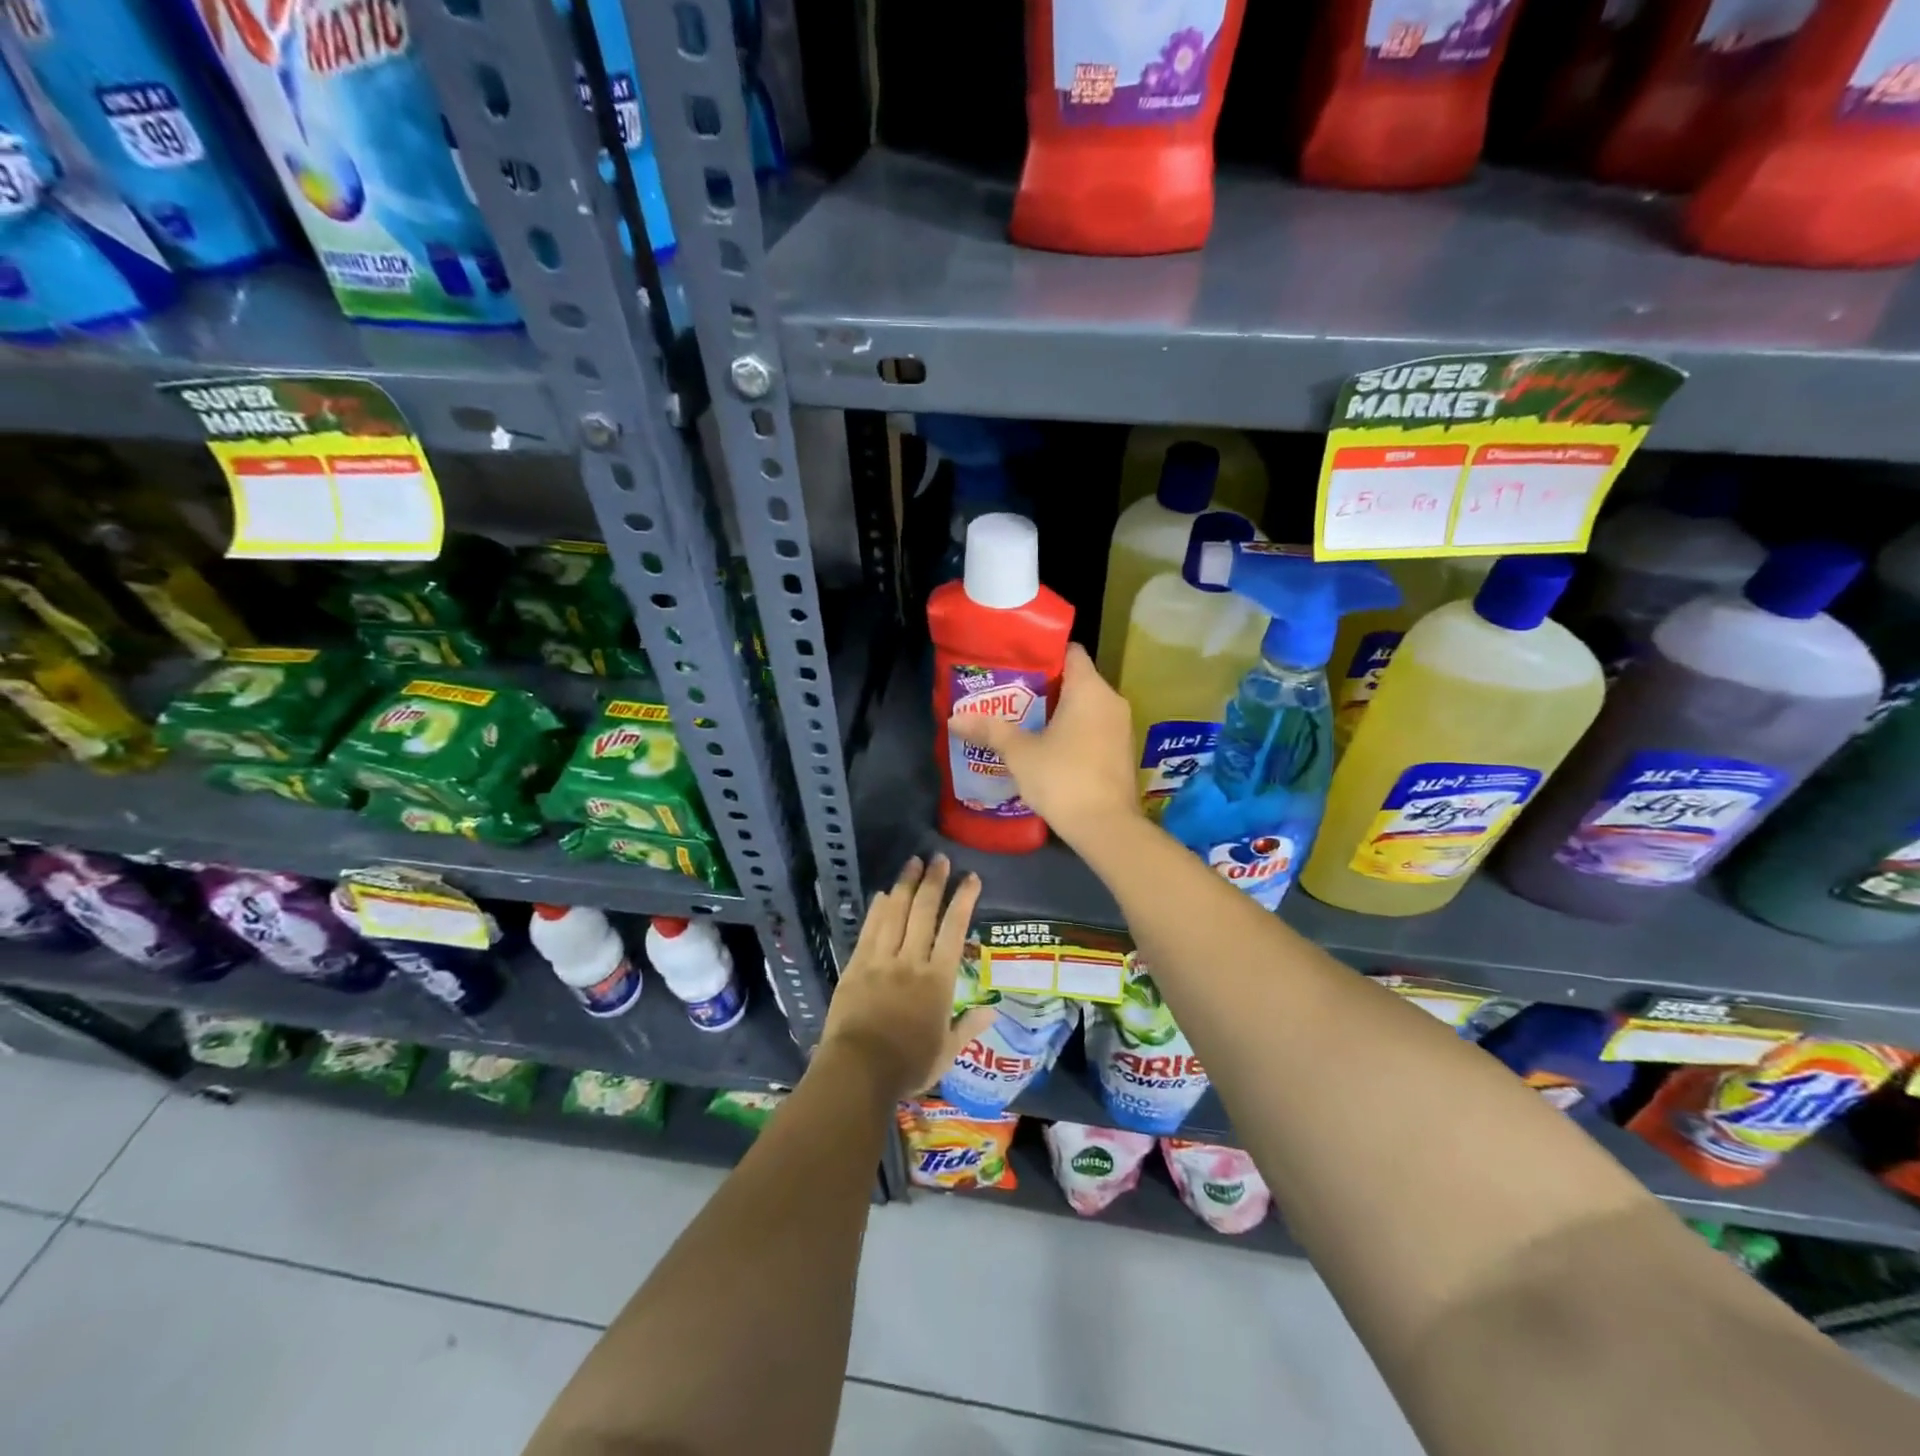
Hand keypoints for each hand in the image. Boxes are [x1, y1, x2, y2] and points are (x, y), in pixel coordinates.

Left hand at [819, 855, 995, 1103]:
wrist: (857, 1071)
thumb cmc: (908, 1065)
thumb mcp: (946, 1052)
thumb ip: (968, 1027)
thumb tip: (992, 1011)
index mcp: (937, 980)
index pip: (954, 930)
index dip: (963, 901)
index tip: (971, 878)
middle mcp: (911, 961)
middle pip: (924, 912)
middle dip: (934, 882)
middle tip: (940, 859)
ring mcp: (881, 960)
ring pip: (895, 914)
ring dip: (905, 886)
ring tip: (913, 863)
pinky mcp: (856, 966)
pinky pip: (869, 930)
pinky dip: (877, 909)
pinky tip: (881, 894)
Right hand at [948, 643, 1141, 848]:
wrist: (1106, 827)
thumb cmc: (1062, 778)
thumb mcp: (1020, 753)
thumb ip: (990, 730)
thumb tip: (953, 719)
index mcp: (1089, 689)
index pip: (1070, 651)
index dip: (1043, 654)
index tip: (1017, 665)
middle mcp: (1111, 700)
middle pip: (1077, 680)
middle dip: (1045, 687)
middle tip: (1011, 696)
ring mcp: (1121, 727)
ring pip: (1086, 707)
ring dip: (1059, 712)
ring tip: (1024, 722)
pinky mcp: (1122, 752)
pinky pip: (1095, 728)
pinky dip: (1074, 731)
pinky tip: (1048, 747)